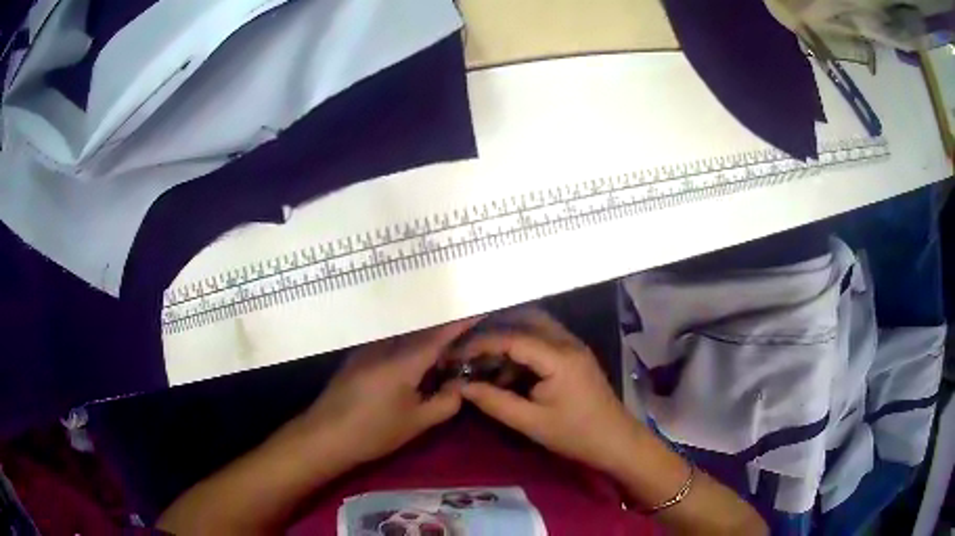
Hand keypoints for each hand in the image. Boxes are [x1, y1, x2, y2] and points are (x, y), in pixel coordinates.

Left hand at [298, 319, 478, 465]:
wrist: (324, 435)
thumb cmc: (373, 432)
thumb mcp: (416, 423)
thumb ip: (446, 402)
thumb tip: (462, 385)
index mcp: (403, 361)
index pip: (439, 334)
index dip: (462, 321)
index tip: (481, 306)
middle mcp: (385, 346)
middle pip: (422, 328)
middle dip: (446, 325)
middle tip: (469, 328)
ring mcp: (368, 348)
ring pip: (405, 333)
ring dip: (426, 334)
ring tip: (447, 341)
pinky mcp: (358, 355)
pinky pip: (391, 340)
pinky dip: (409, 342)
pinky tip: (416, 356)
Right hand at [455, 309, 641, 472]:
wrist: (616, 440)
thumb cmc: (576, 434)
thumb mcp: (531, 423)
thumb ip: (495, 402)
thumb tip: (462, 387)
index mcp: (558, 357)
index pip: (512, 338)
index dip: (481, 344)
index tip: (456, 355)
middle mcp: (567, 342)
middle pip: (525, 319)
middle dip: (494, 331)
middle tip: (468, 348)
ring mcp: (573, 346)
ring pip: (535, 326)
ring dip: (509, 338)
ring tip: (484, 361)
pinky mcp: (574, 355)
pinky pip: (543, 340)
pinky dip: (522, 349)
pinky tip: (508, 373)